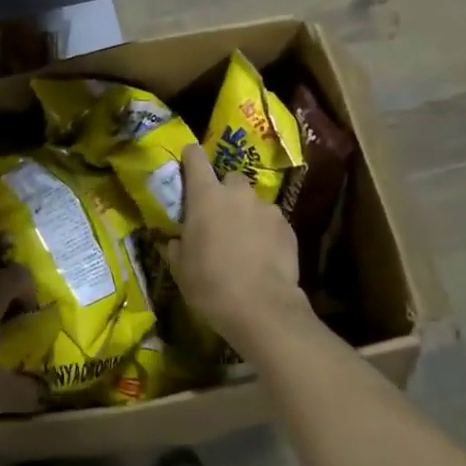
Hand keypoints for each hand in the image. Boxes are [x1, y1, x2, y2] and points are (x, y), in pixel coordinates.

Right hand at [166, 145, 305, 343]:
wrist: (261, 308)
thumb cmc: (210, 284)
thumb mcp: (180, 267)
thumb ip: (177, 243)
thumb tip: (177, 239)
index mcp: (206, 196)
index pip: (195, 158)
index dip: (190, 157)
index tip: (187, 162)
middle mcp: (238, 193)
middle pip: (229, 178)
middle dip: (223, 191)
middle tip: (217, 216)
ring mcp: (267, 208)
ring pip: (253, 201)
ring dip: (246, 213)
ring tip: (243, 239)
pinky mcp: (288, 227)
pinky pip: (271, 221)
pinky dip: (264, 231)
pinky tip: (261, 254)